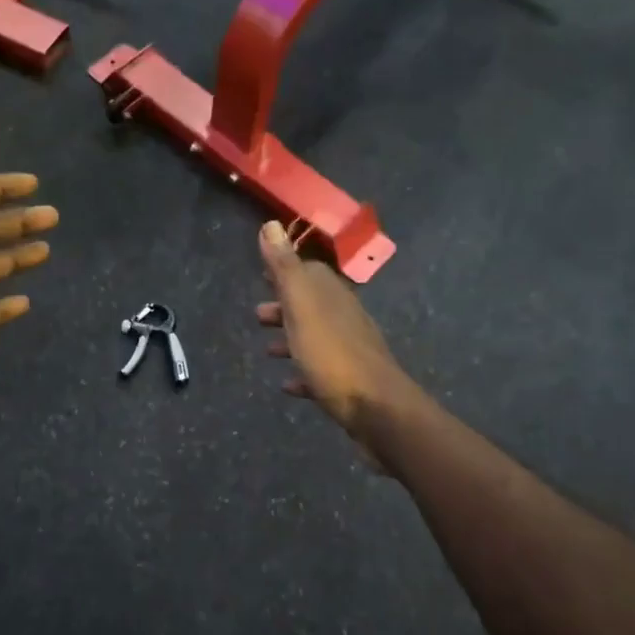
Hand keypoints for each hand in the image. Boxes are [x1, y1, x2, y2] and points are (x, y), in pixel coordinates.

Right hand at [255, 220, 413, 451]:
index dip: (286, 271)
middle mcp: (345, 319)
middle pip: (311, 306)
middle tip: (257, 315)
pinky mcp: (350, 383)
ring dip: (291, 339)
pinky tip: (288, 385)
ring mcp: (350, 352)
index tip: (263, 274)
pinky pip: (321, 372)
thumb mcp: (302, 308)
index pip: (310, 272)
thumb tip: (271, 224)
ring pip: (316, 337)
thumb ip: (285, 269)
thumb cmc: (333, 356)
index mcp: (333, 297)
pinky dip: (303, 373)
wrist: (377, 410)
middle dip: (284, 307)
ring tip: (267, 349)